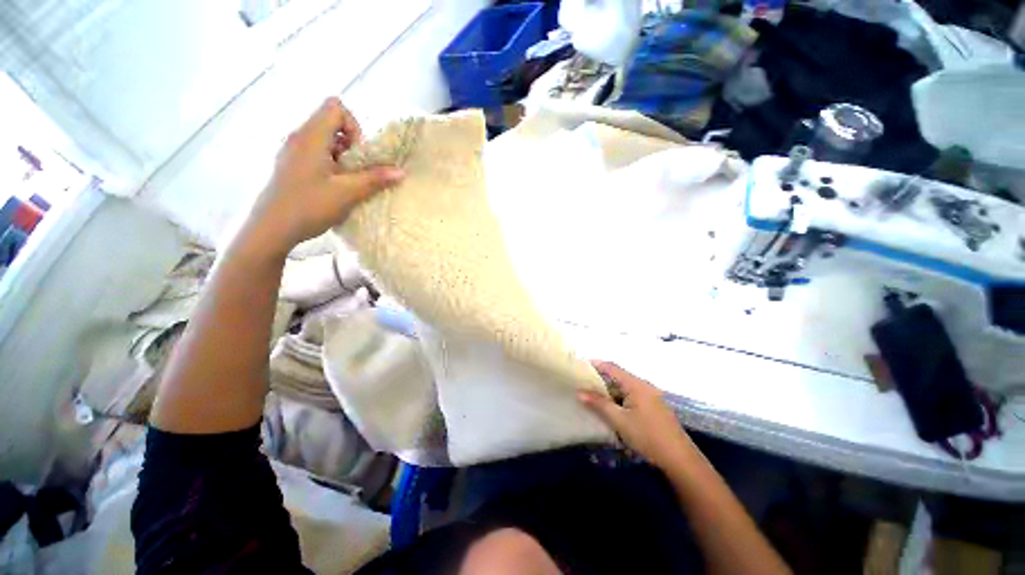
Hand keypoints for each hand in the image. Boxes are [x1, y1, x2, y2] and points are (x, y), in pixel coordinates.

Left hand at [245, 97, 403, 257]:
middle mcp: (300, 137)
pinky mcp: (292, 165)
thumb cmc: (310, 205)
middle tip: (356, 170)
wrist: (272, 228)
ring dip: (343, 157)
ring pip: (325, 140)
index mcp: (311, 136)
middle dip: (352, 144)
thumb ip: (375, 179)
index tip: (359, 154)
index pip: (336, 108)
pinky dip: (332, 165)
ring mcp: (293, 151)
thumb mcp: (348, 193)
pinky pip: (317, 154)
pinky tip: (334, 187)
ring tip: (347, 181)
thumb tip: (401, 171)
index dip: (354, 127)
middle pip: (332, 123)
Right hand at [579, 361, 694, 469]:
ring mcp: (651, 396)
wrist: (679, 459)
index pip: (611, 367)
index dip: (595, 364)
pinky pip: (632, 395)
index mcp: (636, 384)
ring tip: (593, 395)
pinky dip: (619, 398)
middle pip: (618, 376)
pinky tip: (611, 407)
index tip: (579, 365)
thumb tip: (579, 392)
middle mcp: (644, 385)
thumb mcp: (619, 420)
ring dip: (609, 389)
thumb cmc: (647, 436)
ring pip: (625, 387)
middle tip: (583, 382)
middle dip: (600, 378)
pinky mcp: (654, 407)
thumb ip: (599, 404)